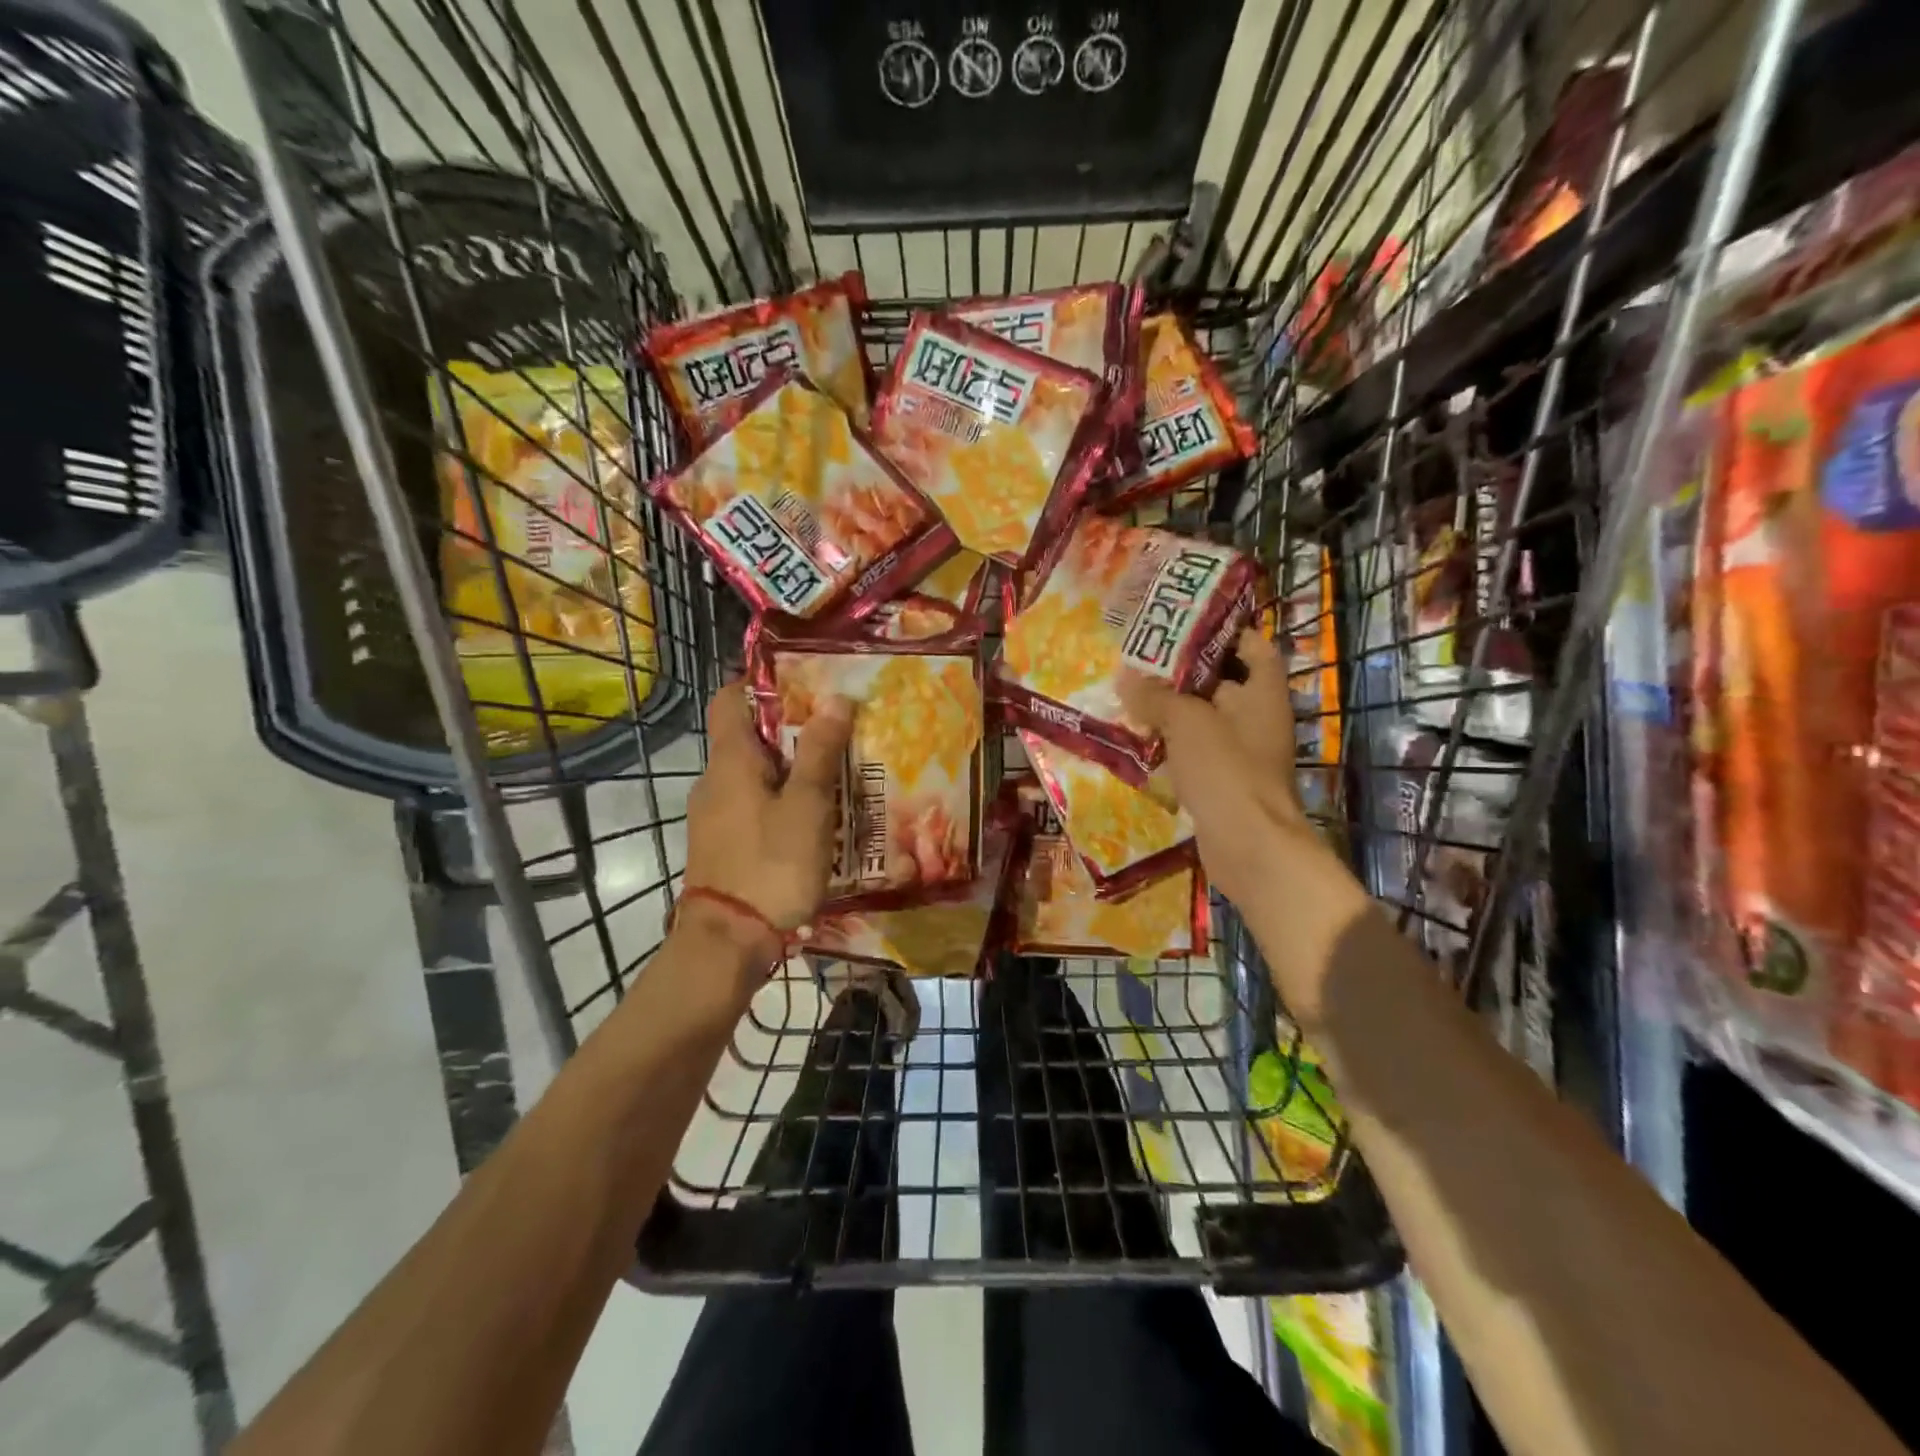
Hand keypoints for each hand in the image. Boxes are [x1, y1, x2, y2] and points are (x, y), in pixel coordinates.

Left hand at [682, 680, 852, 951]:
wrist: (728, 941)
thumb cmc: (771, 864)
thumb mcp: (807, 806)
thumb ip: (820, 752)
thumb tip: (835, 698)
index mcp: (730, 761)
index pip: (730, 699)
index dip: (760, 683)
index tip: (802, 682)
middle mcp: (714, 780)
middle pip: (748, 737)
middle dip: (791, 729)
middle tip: (837, 728)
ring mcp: (714, 815)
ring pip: (754, 774)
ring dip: (790, 768)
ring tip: (836, 771)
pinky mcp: (723, 844)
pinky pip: (753, 805)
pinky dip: (781, 800)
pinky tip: (815, 817)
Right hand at [1118, 627, 1329, 909]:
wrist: (1248, 845)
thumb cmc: (1225, 770)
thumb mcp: (1186, 721)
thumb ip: (1155, 696)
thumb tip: (1125, 678)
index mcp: (1262, 691)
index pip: (1251, 644)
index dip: (1222, 629)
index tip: (1183, 623)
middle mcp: (1258, 716)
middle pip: (1222, 679)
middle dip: (1183, 669)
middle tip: (1143, 657)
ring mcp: (1242, 750)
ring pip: (1205, 716)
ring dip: (1173, 707)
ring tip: (1133, 691)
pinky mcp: (1224, 779)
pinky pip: (1197, 749)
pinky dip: (1173, 741)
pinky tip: (1141, 736)